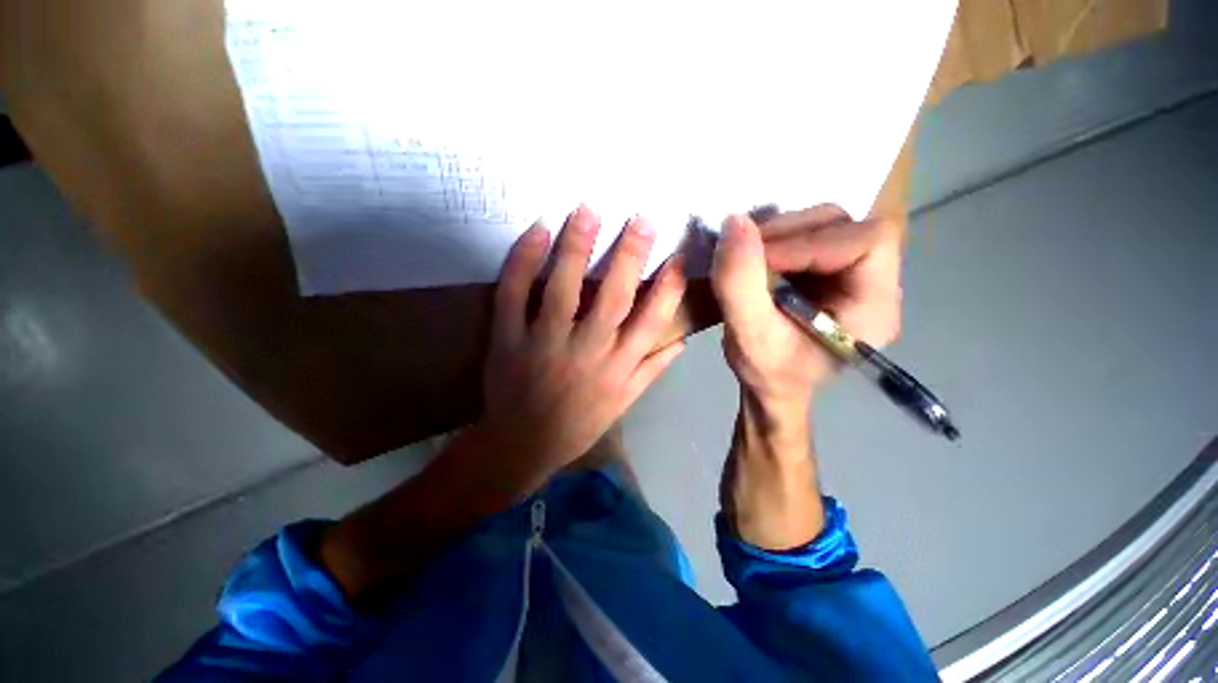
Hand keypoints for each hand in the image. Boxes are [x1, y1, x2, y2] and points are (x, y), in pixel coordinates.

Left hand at [474, 206, 686, 491]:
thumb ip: (652, 370)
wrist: (521, 444)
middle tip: (640, 218)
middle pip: (612, 297)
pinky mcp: (508, 338)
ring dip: (576, 246)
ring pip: (563, 289)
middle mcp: (587, 350)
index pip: (652, 322)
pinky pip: (514, 294)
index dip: (668, 288)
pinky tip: (537, 232)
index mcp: (618, 367)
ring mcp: (544, 342)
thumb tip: (681, 342)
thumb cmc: (578, 425)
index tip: (677, 258)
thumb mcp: (623, 404)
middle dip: (629, 255)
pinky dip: (524, 262)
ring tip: (587, 210)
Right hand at [712, 205, 901, 418]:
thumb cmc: (767, 371)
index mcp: (875, 307)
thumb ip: (740, 283)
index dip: (809, 243)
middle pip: (847, 226)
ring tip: (748, 258)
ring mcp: (853, 273)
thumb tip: (735, 223)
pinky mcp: (829, 269)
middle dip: (791, 233)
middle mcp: (876, 283)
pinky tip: (757, 258)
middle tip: (746, 254)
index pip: (865, 244)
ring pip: (827, 223)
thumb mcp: (748, 335)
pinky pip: (809, 233)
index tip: (759, 260)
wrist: (771, 386)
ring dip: (781, 233)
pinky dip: (778, 238)